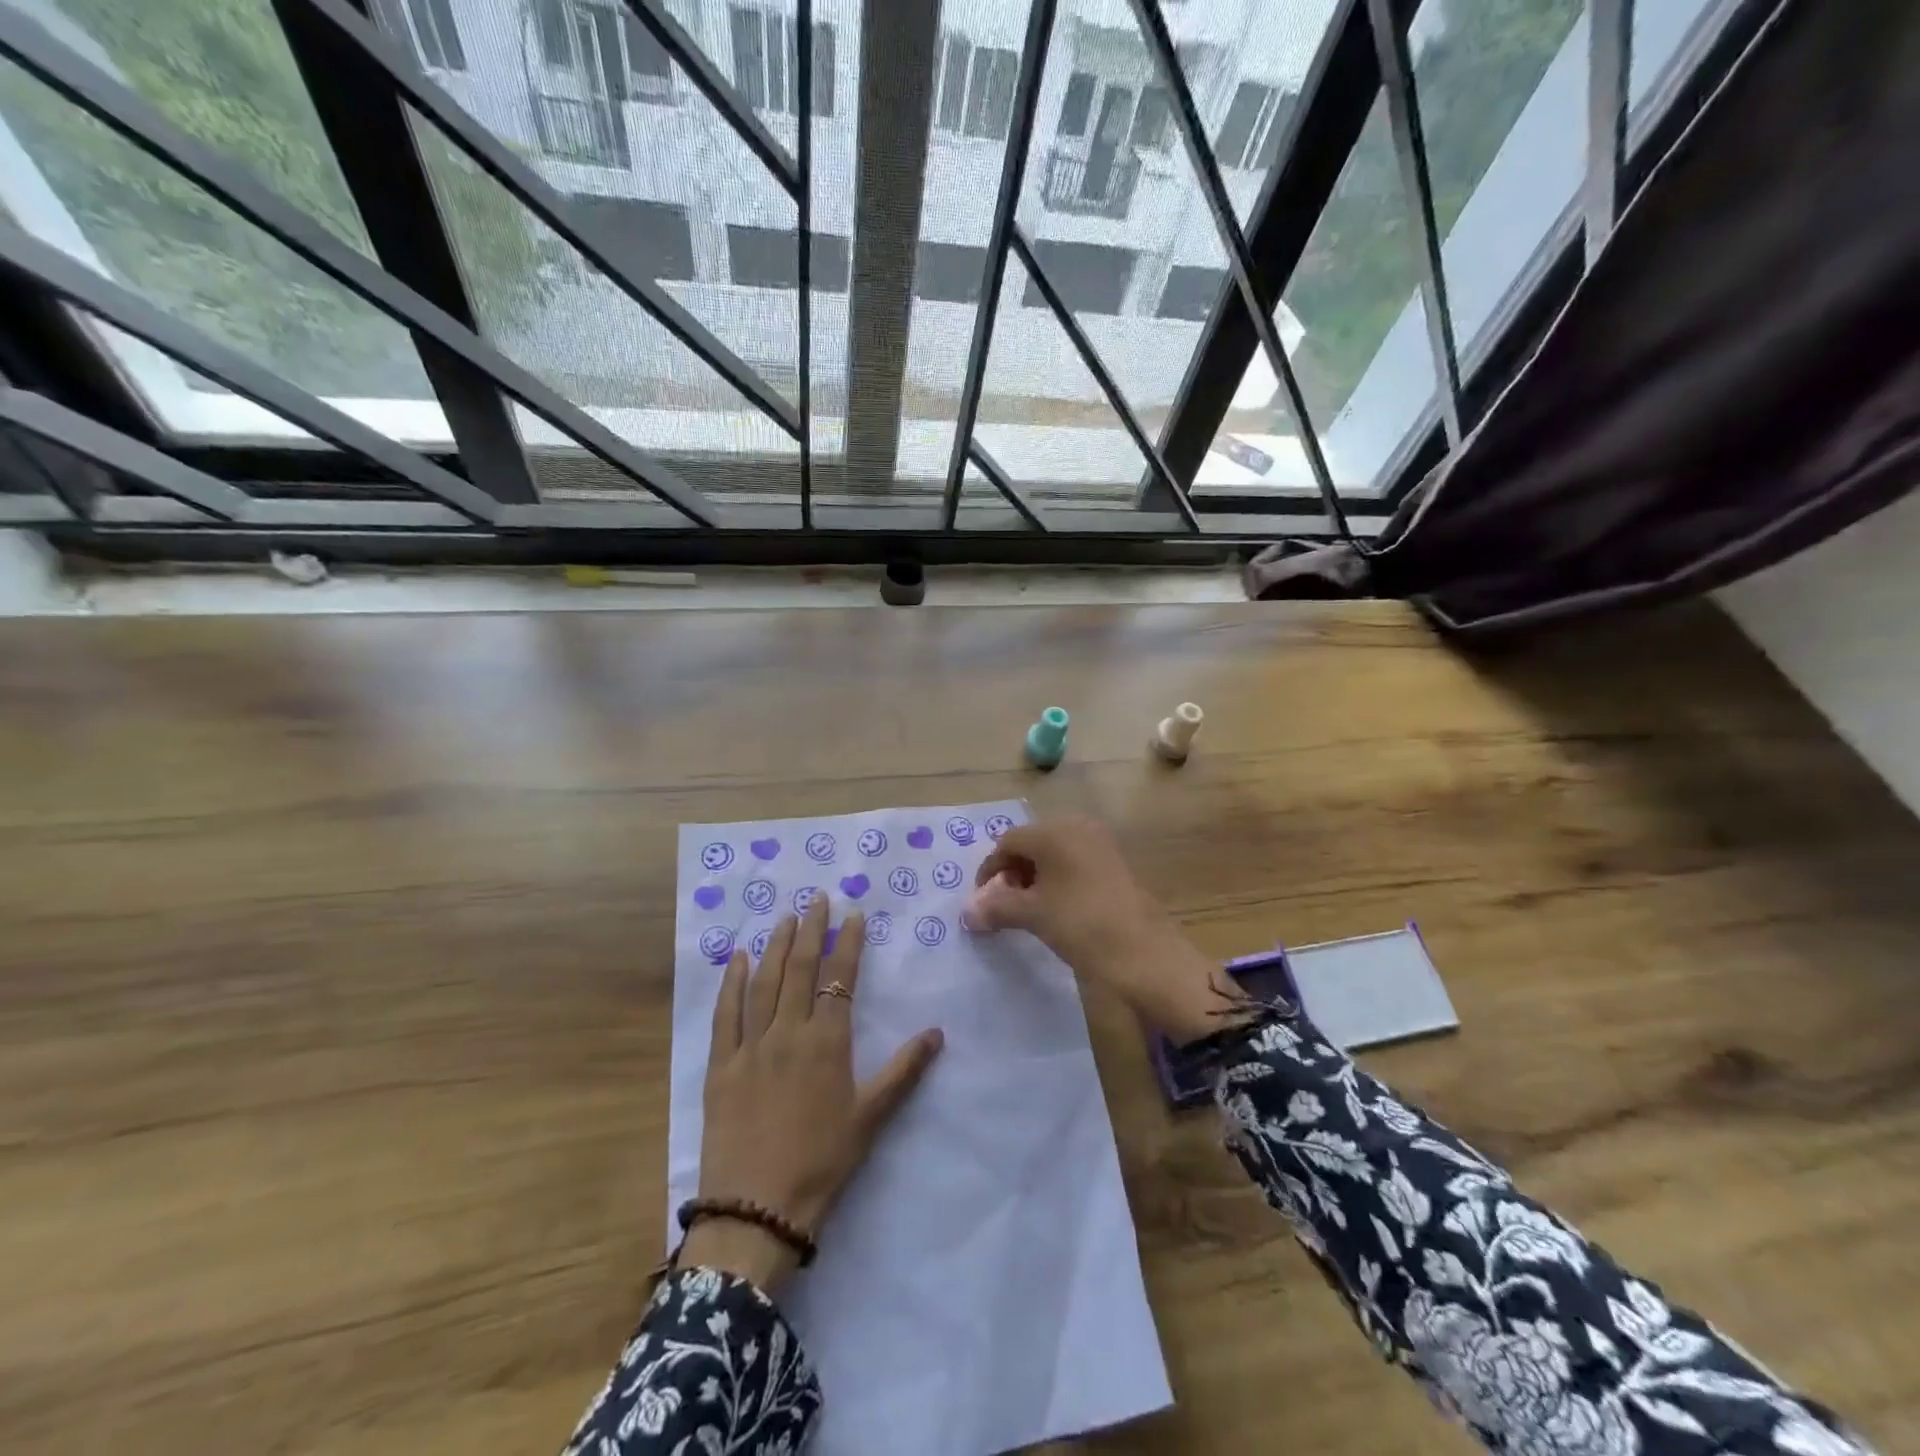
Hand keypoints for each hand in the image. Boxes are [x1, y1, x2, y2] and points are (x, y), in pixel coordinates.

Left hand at [686, 895, 943, 1292]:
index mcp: (827, 1043)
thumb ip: (904, 1071)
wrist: (757, 1209)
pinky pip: (725, 1014)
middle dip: (810, 930)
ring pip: (764, 983)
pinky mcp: (720, 1065)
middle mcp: (788, 1033)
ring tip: (785, 917)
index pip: (839, 979)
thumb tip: (937, 1033)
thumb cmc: (821, 1162)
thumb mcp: (870, 1117)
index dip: (847, 944)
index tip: (852, 914)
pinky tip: (737, 958)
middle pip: (799, 970)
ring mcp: (750, 1046)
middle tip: (816, 899)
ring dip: (775, 946)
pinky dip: (731, 982)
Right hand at [970, 815, 1238, 1043]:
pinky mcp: (1116, 863)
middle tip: (1005, 905)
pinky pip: (1075, 862)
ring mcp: (1100, 843)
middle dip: (1013, 872)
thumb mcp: (1033, 915)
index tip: (983, 901)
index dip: (990, 870)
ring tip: (1030, 910)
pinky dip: (1059, 880)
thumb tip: (968, 913)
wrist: (1146, 953)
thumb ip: (996, 907)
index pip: (1008, 842)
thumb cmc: (1081, 924)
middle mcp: (1077, 827)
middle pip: (1031, 844)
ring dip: (1036, 877)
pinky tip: (1058, 909)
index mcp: (1054, 831)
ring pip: (1054, 854)